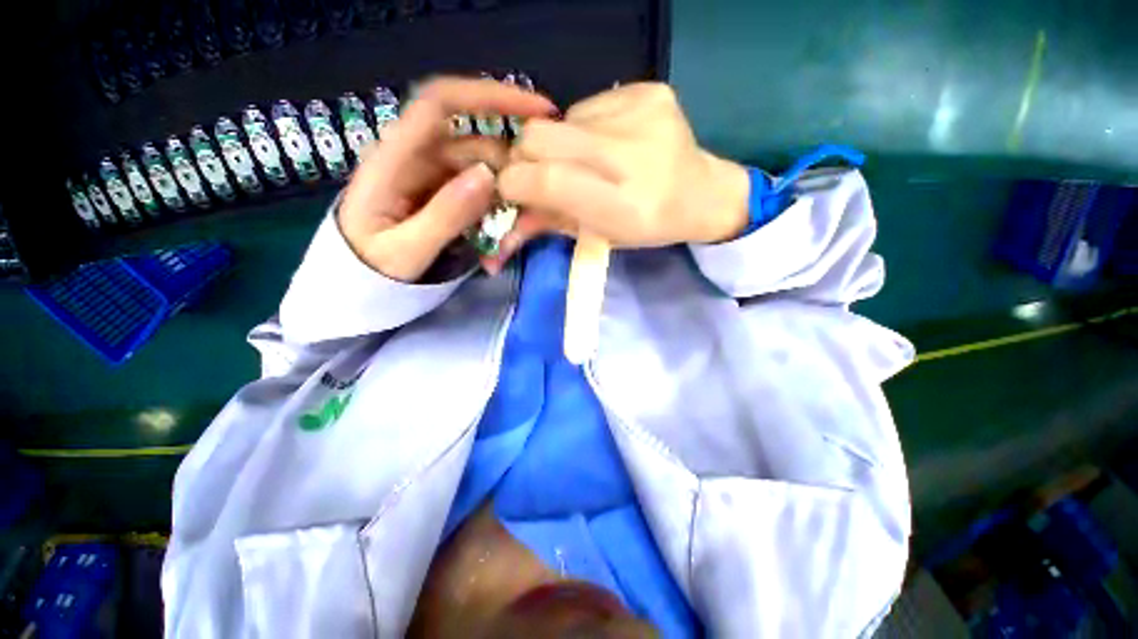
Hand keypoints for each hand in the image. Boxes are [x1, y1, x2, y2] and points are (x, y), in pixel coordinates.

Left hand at [338, 77, 555, 281]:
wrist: (358, 284)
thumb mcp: (406, 251)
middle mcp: (416, 157)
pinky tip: (506, 232)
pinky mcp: (445, 194)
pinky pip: (481, 191)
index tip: (537, 110)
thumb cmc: (371, 268)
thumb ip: (444, 215)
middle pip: (474, 141)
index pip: (440, 102)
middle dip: (510, 165)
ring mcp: (433, 176)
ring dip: (507, 195)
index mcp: (394, 157)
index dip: (488, 96)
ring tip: (520, 229)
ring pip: (483, 168)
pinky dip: (499, 207)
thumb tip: (489, 175)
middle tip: (534, 205)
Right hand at [491, 83, 748, 269]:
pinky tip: (608, 143)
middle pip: (543, 137)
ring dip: (561, 145)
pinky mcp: (650, 90)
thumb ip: (551, 224)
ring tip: (587, 162)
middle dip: (528, 157)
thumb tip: (507, 222)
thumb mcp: (600, 236)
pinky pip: (589, 105)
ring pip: (562, 119)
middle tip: (540, 174)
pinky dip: (585, 128)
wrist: (702, 194)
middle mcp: (634, 154)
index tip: (511, 190)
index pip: (548, 180)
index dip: (517, 182)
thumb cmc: (648, 227)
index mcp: (625, 206)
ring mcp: (644, 113)